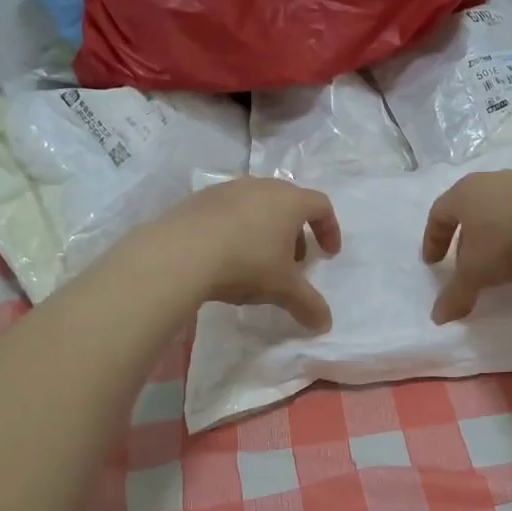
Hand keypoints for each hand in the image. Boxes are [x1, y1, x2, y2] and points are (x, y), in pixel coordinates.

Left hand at [151, 178, 342, 331]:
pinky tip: (224, 255)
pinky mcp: (200, 198)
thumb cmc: (246, 262)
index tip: (328, 254)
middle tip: (292, 263)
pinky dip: (236, 229)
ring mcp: (228, 188)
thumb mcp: (282, 289)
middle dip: (295, 233)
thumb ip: (308, 304)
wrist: (181, 251)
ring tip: (257, 261)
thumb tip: (325, 324)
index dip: (329, 229)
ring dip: (265, 230)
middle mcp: (262, 186)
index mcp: (290, 201)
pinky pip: (228, 211)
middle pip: (288, 204)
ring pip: (257, 206)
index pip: (321, 206)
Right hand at [422, 170, 511, 322]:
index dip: (433, 240)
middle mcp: (490, 183)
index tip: (433, 264)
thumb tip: (438, 317)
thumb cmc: (508, 239)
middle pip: (471, 214)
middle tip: (467, 268)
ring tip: (503, 275)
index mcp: (463, 194)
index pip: (438, 214)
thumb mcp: (476, 273)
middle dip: (467, 245)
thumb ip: (456, 294)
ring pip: (502, 218)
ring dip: (499, 246)